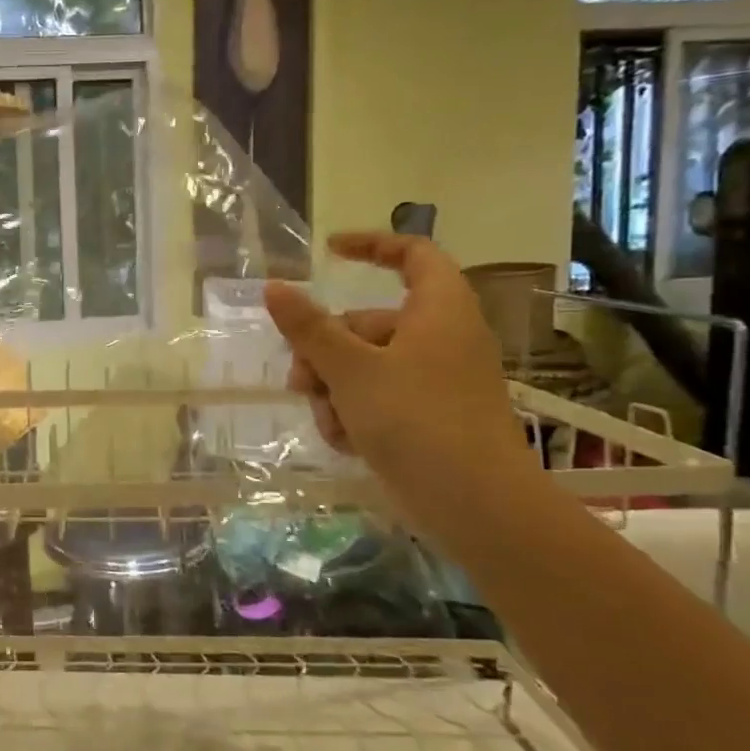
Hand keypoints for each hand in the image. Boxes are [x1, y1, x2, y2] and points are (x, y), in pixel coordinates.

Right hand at [263, 232, 537, 540]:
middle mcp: (440, 339)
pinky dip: (355, 414)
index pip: (413, 255)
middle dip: (325, 352)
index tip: (329, 252)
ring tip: (328, 422)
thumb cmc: (415, 420)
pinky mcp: (428, 418)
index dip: (372, 246)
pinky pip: (378, 399)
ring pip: (365, 367)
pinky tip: (344, 441)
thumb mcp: (350, 369)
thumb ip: (308, 327)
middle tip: (299, 381)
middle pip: (368, 324)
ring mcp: (435, 381)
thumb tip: (274, 287)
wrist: (475, 504)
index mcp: (438, 311)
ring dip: (334, 391)